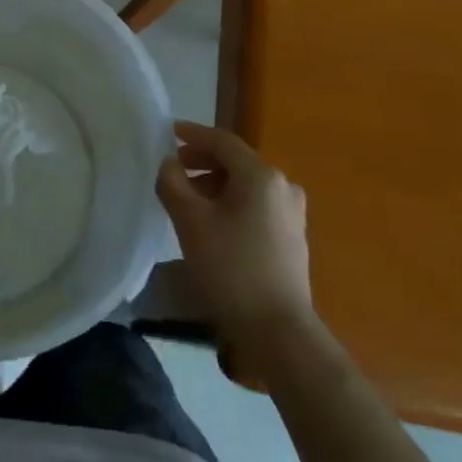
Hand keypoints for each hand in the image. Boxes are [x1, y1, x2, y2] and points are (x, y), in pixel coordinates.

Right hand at [156, 121, 318, 369]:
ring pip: (246, 185)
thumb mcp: (190, 222)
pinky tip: (212, 222)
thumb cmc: (230, 268)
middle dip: (202, 162)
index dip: (193, 134)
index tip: (168, 132)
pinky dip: (232, 202)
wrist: (277, 329)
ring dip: (215, 184)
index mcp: (261, 175)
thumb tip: (169, 164)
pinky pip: (256, 204)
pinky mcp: (292, 236)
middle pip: (236, 162)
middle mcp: (282, 186)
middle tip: (173, 169)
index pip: (222, 141)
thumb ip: (173, 184)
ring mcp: (292, 212)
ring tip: (188, 200)